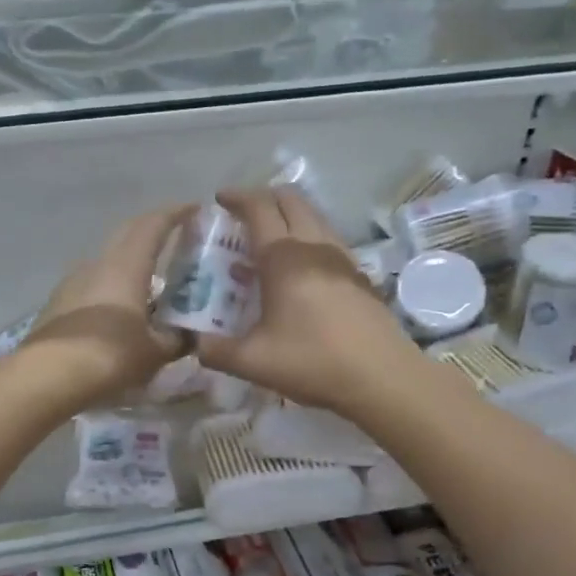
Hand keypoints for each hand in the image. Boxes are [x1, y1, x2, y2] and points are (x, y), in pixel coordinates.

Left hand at [15, 205, 191, 412]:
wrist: (47, 376)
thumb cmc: (110, 356)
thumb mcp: (155, 353)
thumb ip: (177, 340)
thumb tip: (191, 336)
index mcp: (127, 265)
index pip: (154, 225)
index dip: (175, 213)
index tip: (194, 209)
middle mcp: (98, 263)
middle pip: (127, 233)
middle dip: (152, 230)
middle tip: (174, 238)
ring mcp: (73, 281)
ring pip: (108, 260)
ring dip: (129, 262)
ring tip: (148, 282)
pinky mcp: (57, 303)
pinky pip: (92, 284)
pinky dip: (111, 287)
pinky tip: (118, 309)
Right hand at [197, 187, 421, 412]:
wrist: (382, 378)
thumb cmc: (313, 362)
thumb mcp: (253, 362)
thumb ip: (215, 351)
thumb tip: (194, 344)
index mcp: (283, 258)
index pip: (258, 208)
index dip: (236, 198)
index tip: (219, 199)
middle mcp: (314, 246)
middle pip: (290, 201)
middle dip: (264, 198)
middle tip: (243, 214)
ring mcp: (342, 258)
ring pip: (314, 217)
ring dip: (289, 215)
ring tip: (270, 238)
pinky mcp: (360, 275)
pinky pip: (328, 239)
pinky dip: (308, 237)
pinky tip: (301, 268)